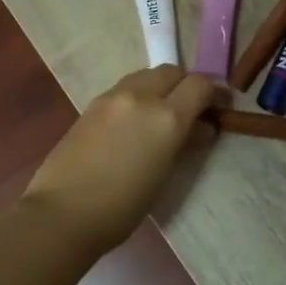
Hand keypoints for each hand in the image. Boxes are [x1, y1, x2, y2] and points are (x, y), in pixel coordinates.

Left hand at [20, 66, 221, 256]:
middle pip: (173, 71)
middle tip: (192, 108)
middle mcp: (141, 96)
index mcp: (166, 117)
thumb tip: (200, 128)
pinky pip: (125, 87)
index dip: (215, 92)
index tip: (221, 105)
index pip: (200, 85)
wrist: (63, 213)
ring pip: (147, 75)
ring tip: (162, 113)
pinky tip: (135, 120)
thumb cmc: (122, 207)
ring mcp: (113, 96)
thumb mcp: (164, 176)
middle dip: (187, 84)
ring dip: (161, 86)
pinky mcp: (92, 104)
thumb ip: (185, 143)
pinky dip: (139, 95)